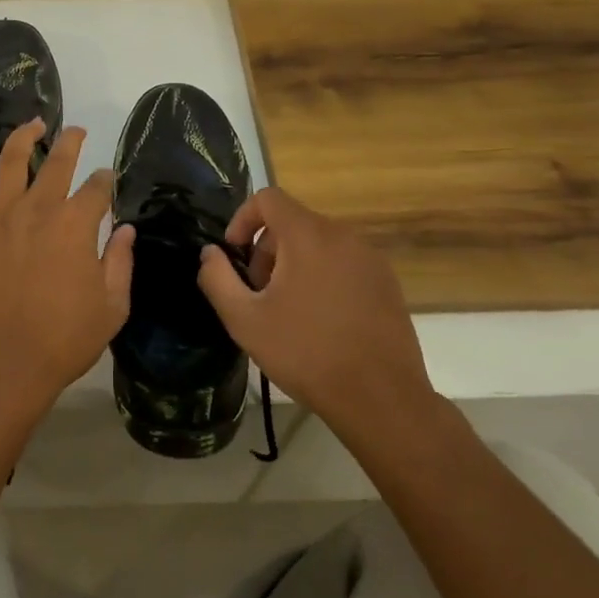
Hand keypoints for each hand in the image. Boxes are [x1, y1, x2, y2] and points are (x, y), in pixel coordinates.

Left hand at [0, 119, 135, 420]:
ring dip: (24, 137)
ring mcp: (4, 219)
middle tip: (78, 131)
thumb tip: (125, 229)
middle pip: (58, 163)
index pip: (97, 189)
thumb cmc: (66, 338)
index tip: (110, 180)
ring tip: (34, 123)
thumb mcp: (112, 305)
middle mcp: (40, 210)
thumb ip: (120, 262)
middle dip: (71, 142)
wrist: (7, 363)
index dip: (107, 181)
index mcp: (77, 225)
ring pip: (11, 164)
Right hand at [196, 187, 442, 446]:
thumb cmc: (306, 354)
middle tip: (258, 294)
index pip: (268, 198)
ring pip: (318, 244)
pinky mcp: (388, 283)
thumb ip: (217, 278)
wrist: (381, 399)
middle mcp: (343, 236)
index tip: (234, 256)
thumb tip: (210, 253)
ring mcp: (370, 259)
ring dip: (293, 266)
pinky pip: (343, 263)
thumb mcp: (244, 320)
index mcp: (308, 236)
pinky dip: (323, 277)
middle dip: (267, 251)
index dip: (242, 220)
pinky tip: (320, 322)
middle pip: (292, 223)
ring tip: (287, 312)